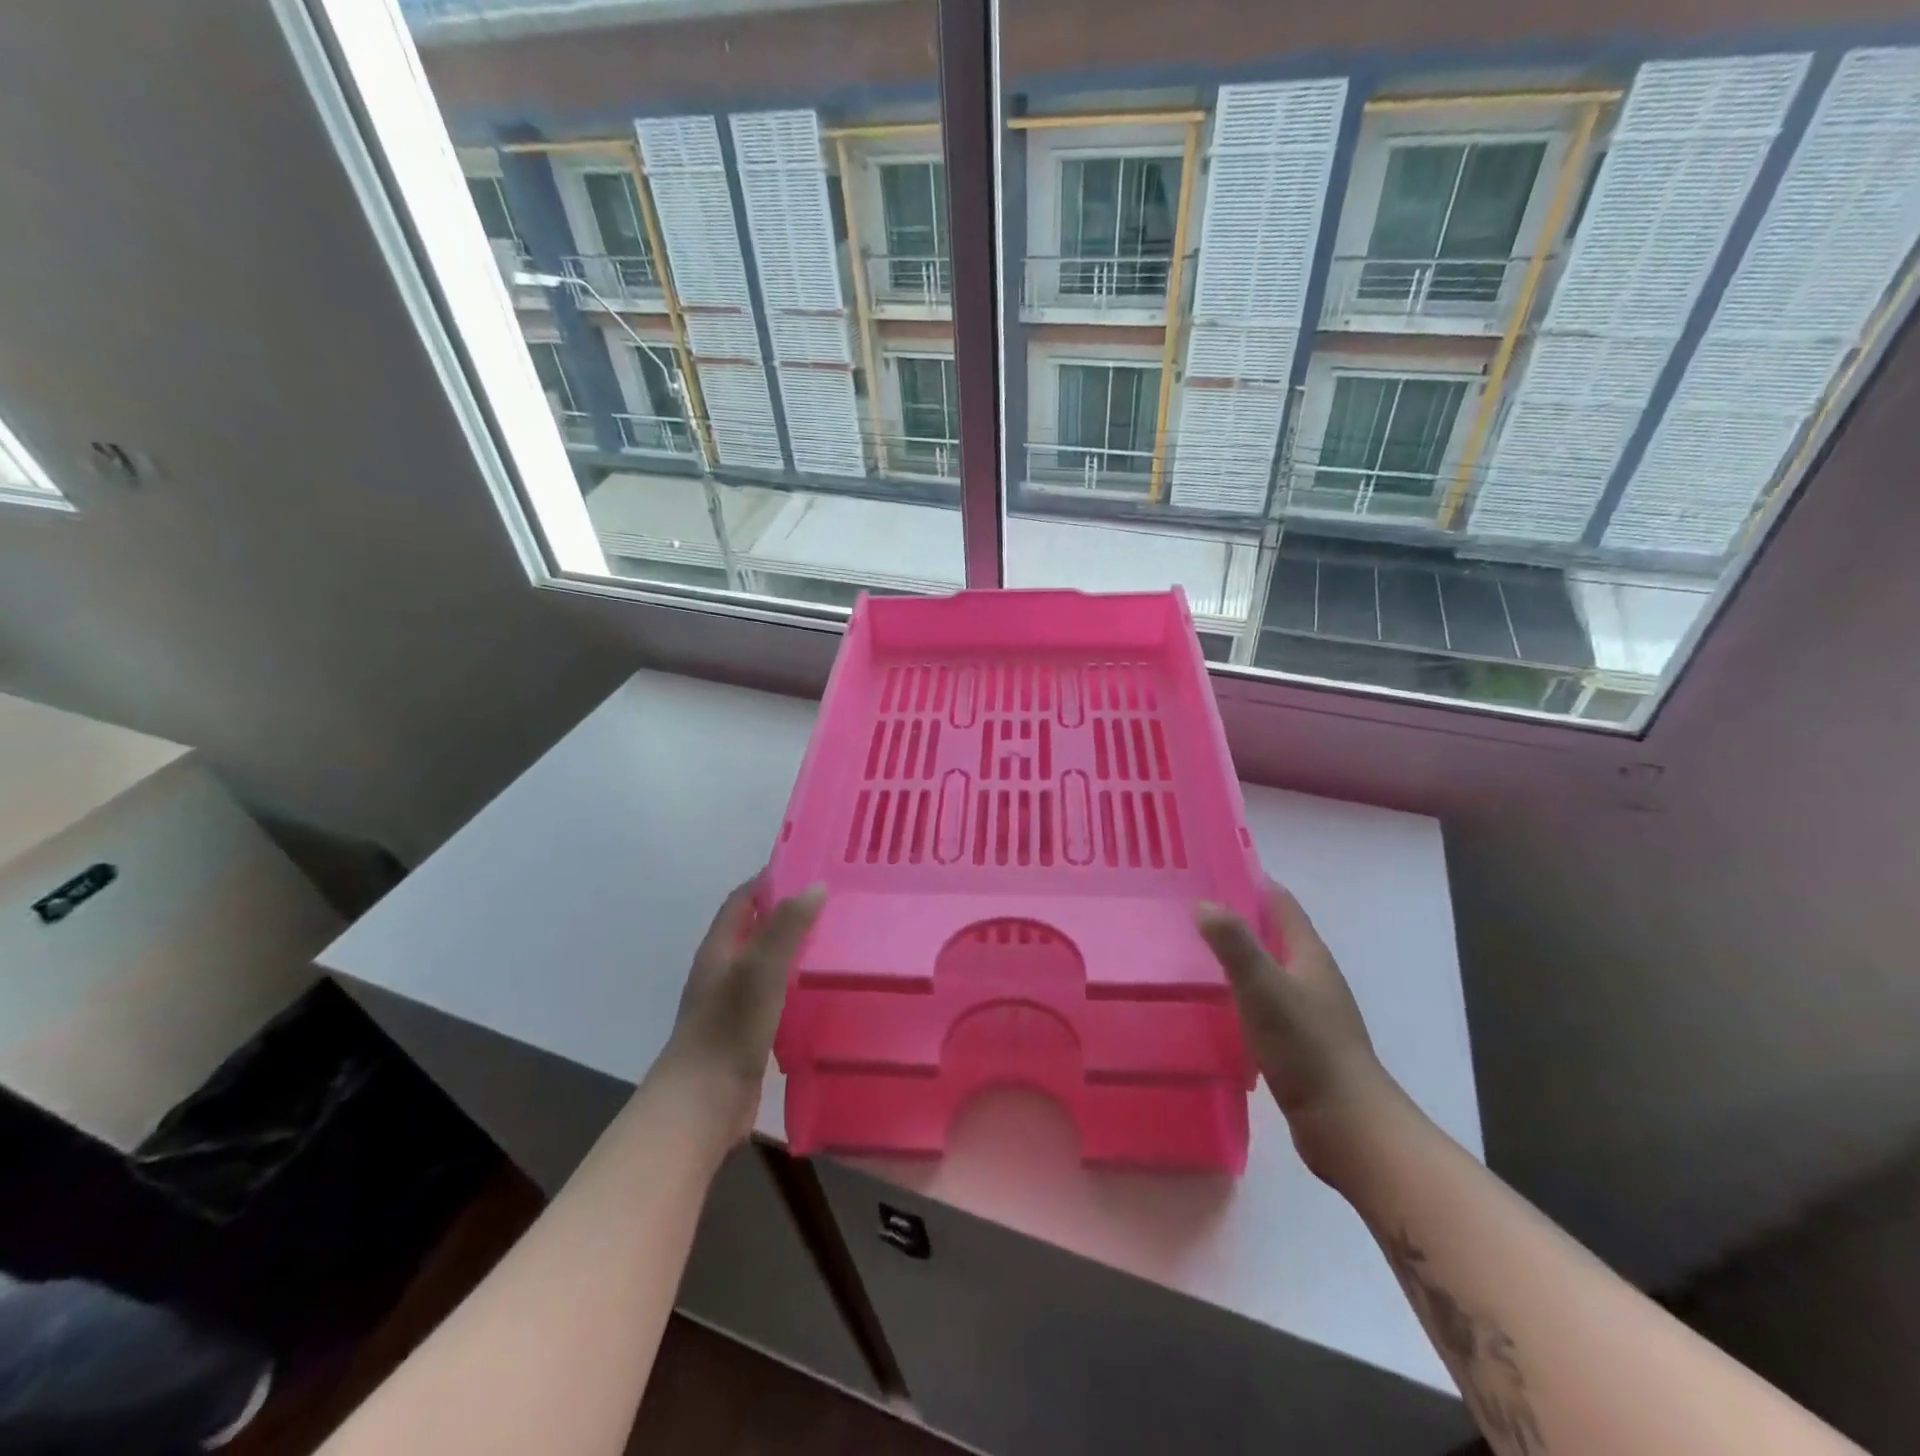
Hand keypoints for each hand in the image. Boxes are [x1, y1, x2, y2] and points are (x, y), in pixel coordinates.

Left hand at [661, 876, 824, 1140]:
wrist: (702, 1103)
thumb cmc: (729, 1027)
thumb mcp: (761, 969)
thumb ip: (787, 927)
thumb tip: (815, 886)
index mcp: (719, 949)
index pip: (742, 900)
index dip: (769, 880)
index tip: (808, 867)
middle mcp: (724, 970)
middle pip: (756, 929)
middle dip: (788, 912)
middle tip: (833, 902)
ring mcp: (734, 1003)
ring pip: (767, 963)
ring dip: (794, 949)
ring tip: (836, 939)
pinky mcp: (748, 1031)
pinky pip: (775, 995)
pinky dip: (796, 983)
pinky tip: (823, 989)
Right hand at [1197, 879, 1403, 1183]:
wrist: (1346, 1126)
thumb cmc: (1307, 1049)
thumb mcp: (1265, 989)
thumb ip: (1235, 944)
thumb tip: (1204, 903)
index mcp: (1308, 954)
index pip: (1279, 901)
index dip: (1248, 881)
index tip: (1206, 871)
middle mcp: (1310, 975)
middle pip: (1270, 932)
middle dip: (1233, 917)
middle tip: (1184, 910)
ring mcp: (1306, 1009)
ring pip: (1264, 968)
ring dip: (1233, 957)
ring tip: (1186, 952)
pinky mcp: (1297, 1041)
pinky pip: (1261, 1002)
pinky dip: (1236, 993)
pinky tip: (1208, 1004)